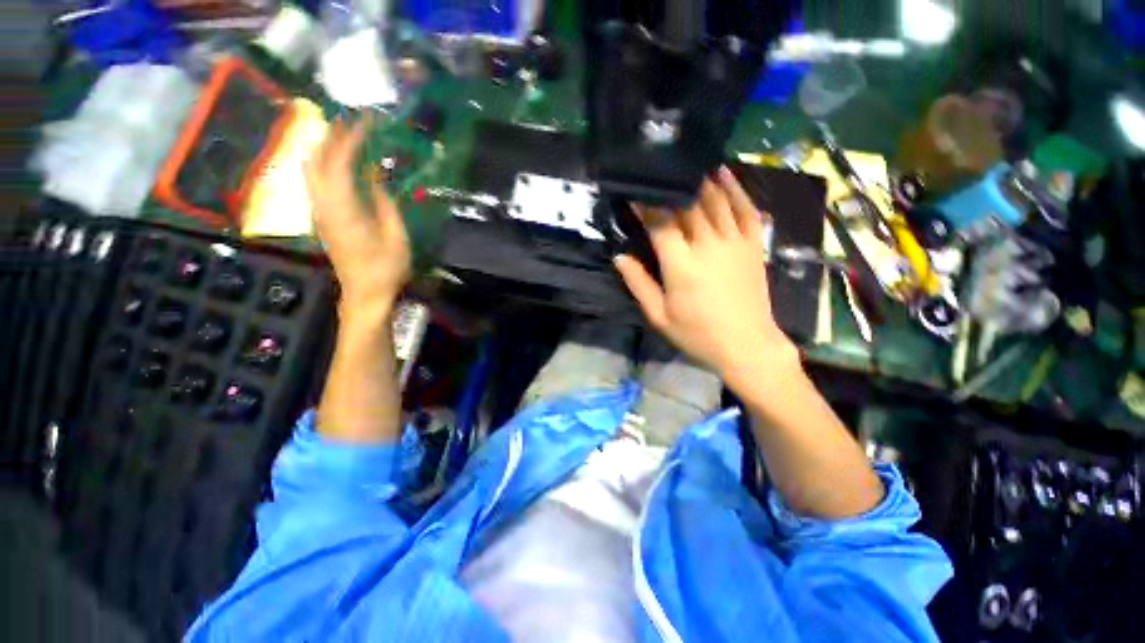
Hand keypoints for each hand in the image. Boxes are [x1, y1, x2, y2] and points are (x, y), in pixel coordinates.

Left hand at [304, 118, 411, 318]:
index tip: (366, 121)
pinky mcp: (322, 218)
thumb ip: (385, 203)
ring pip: (312, 169)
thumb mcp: (396, 236)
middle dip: (331, 136)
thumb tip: (377, 176)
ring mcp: (319, 211)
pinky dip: (327, 164)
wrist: (364, 293)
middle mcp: (323, 205)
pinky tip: (343, 163)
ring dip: (326, 148)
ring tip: (348, 136)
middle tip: (353, 122)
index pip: (339, 162)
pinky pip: (317, 181)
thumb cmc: (386, 268)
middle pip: (316, 159)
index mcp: (342, 209)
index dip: (350, 138)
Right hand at [614, 167, 797, 386]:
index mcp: (681, 264)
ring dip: (698, 180)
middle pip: (688, 205)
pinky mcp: (753, 245)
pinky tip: (723, 174)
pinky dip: (735, 189)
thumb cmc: (698, 334)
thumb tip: (620, 257)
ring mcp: (735, 242)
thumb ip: (638, 284)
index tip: (632, 195)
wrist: (747, 346)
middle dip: (668, 189)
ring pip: (716, 200)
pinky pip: (746, 209)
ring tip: (684, 165)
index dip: (645, 206)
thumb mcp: (659, 316)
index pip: (660, 223)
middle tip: (655, 176)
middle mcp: (709, 245)